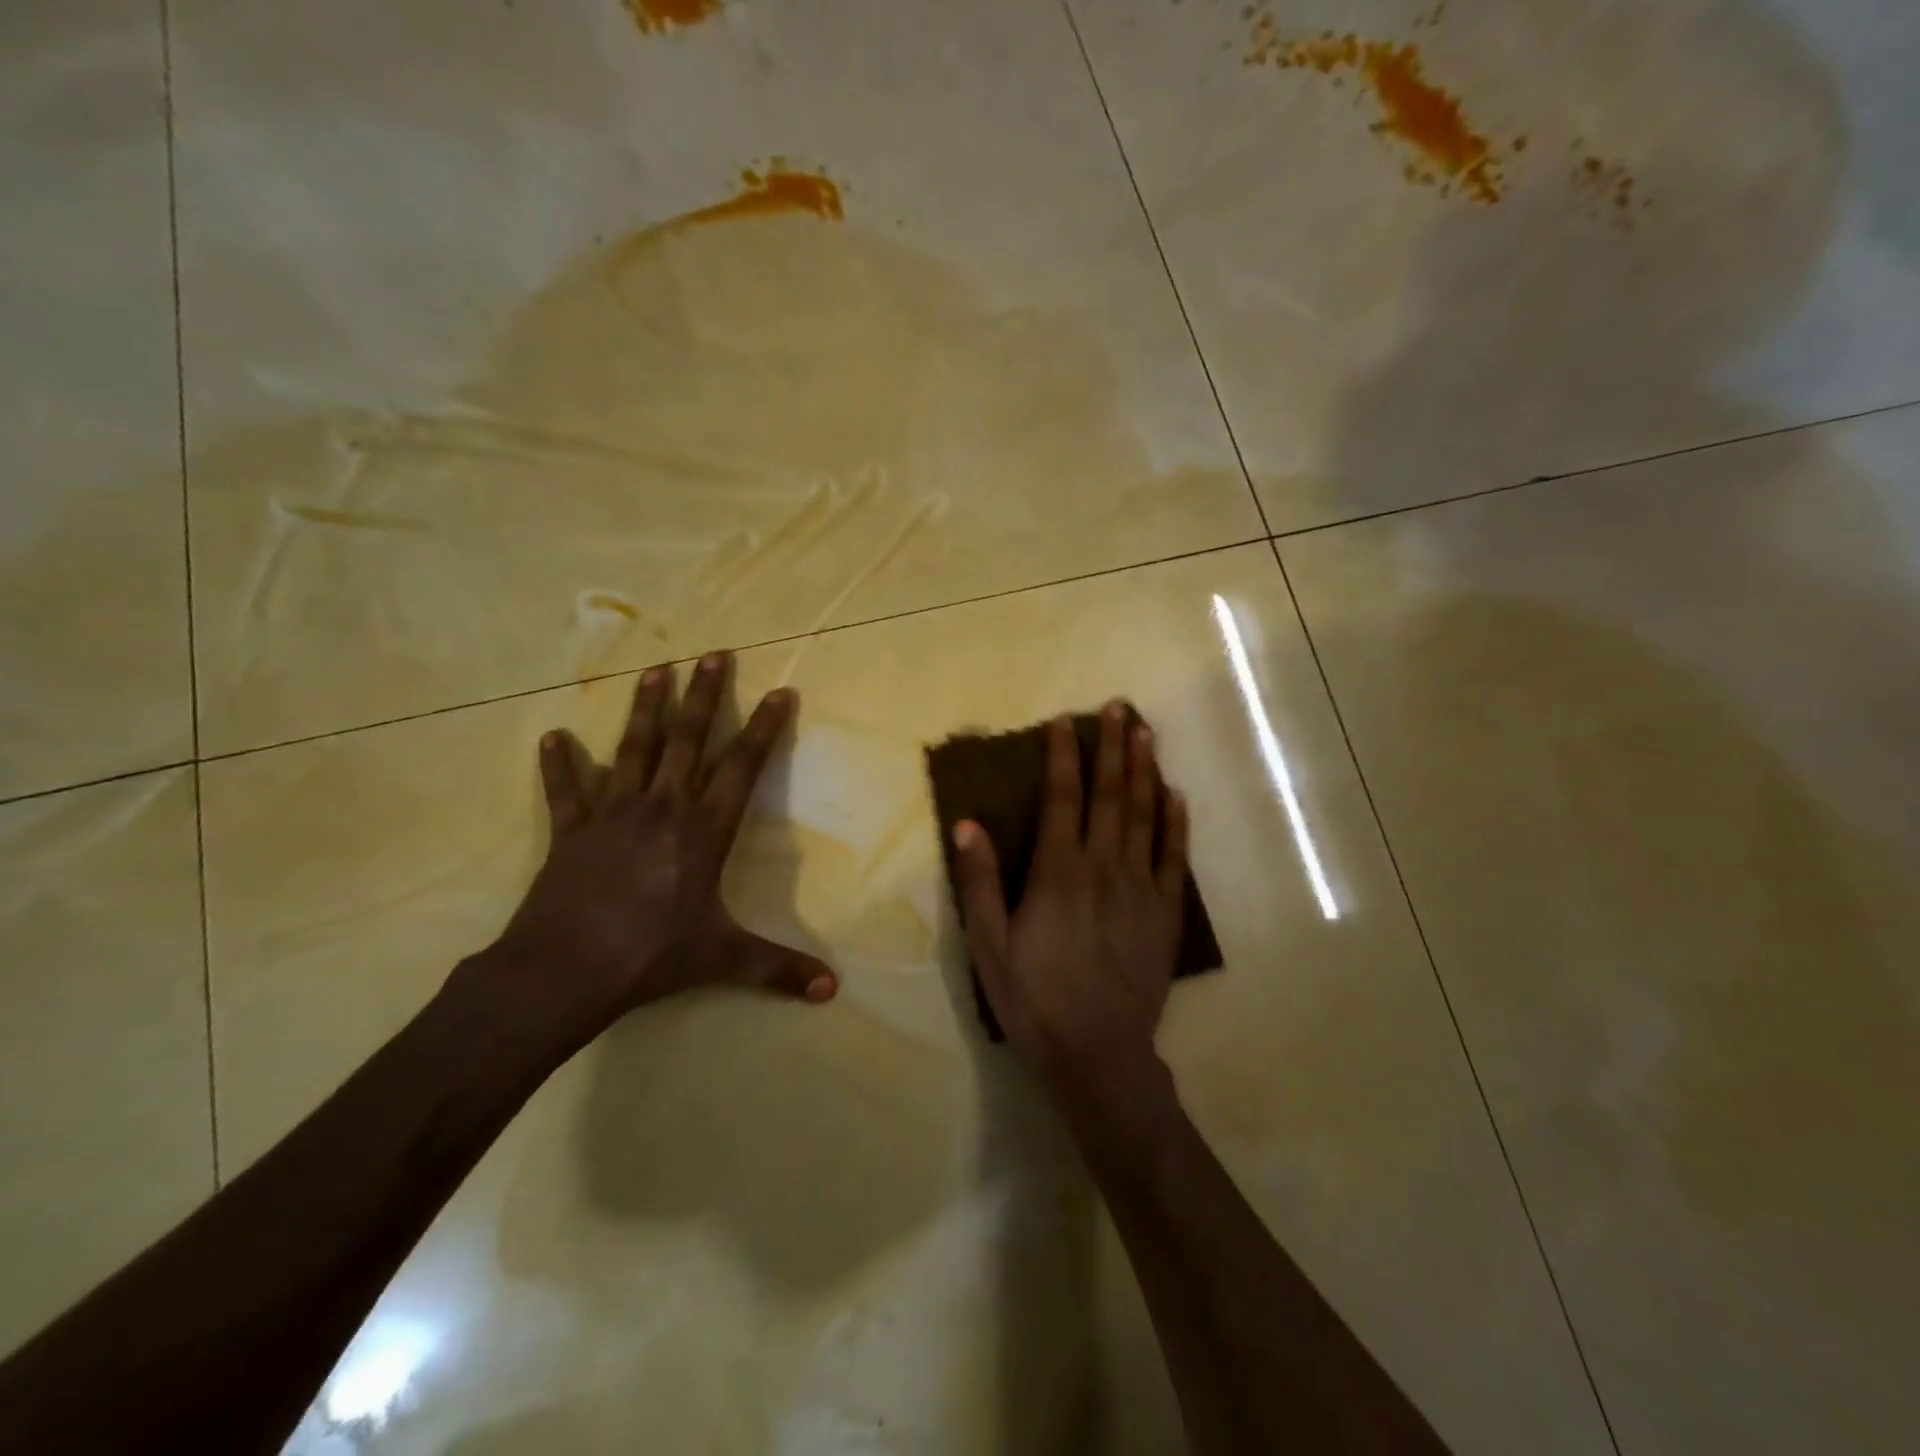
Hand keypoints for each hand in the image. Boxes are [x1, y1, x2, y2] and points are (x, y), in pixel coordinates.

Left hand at [469, 652, 836, 1047]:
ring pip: (633, 750)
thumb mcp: (723, 959)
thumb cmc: (651, 956)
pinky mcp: (571, 831)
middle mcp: (663, 809)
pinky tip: (553, 737)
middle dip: (704, 696)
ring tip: (655, 669)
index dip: (763, 728)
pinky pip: (566, 791)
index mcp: (704, 831)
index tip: (780, 691)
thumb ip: (778, 968)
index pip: (742, 767)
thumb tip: (832, 991)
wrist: (564, 972)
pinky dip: (560, 765)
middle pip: (687, 741)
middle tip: (714, 654)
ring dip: (645, 709)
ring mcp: (613, 814)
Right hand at [952, 701, 1188, 1096]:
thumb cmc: (1034, 998)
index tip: (1067, 721)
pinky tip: (1176, 795)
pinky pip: (1173, 856)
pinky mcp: (1165, 912)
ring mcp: (1140, 887)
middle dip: (1113, 748)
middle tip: (1121, 708)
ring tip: (1147, 734)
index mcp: (1058, 872)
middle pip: (1110, 795)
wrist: (1097, 1053)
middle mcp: (1103, 867)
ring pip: (1145, 815)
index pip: (1062, 798)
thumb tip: (968, 823)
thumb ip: (980, 882)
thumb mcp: (990, 944)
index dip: (1064, 756)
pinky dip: (1175, 822)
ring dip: (1146, 771)